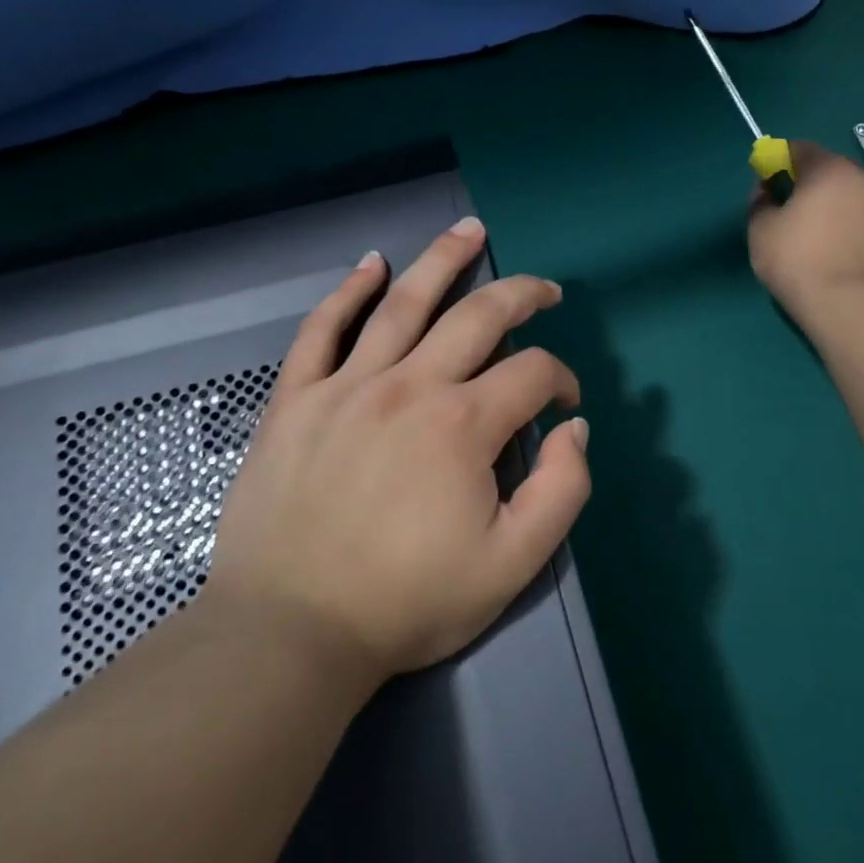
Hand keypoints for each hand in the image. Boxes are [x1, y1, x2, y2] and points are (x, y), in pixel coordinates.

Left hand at [204, 218, 589, 684]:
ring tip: (469, 230)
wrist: (290, 632)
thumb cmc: (407, 602)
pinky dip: (348, 292)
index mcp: (463, 424)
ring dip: (442, 260)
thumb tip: (573, 428)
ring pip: (403, 303)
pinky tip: (371, 264)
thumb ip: (562, 491)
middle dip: (522, 295)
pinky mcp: (296, 399)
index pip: (532, 373)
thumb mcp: (513, 565)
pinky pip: (321, 330)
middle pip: (478, 315)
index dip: (560, 380)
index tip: (563, 404)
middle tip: (545, 289)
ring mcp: (346, 386)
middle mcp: (410, 386)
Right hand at [747, 141, 863, 315]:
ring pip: (856, 205)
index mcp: (830, 171)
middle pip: (833, 176)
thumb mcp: (760, 230)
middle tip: (793, 219)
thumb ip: (760, 202)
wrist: (851, 307)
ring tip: (821, 249)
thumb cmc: (797, 260)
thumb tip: (767, 192)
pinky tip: (843, 267)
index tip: (768, 185)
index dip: (780, 162)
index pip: (801, 149)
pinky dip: (857, 241)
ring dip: (839, 216)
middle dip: (813, 190)